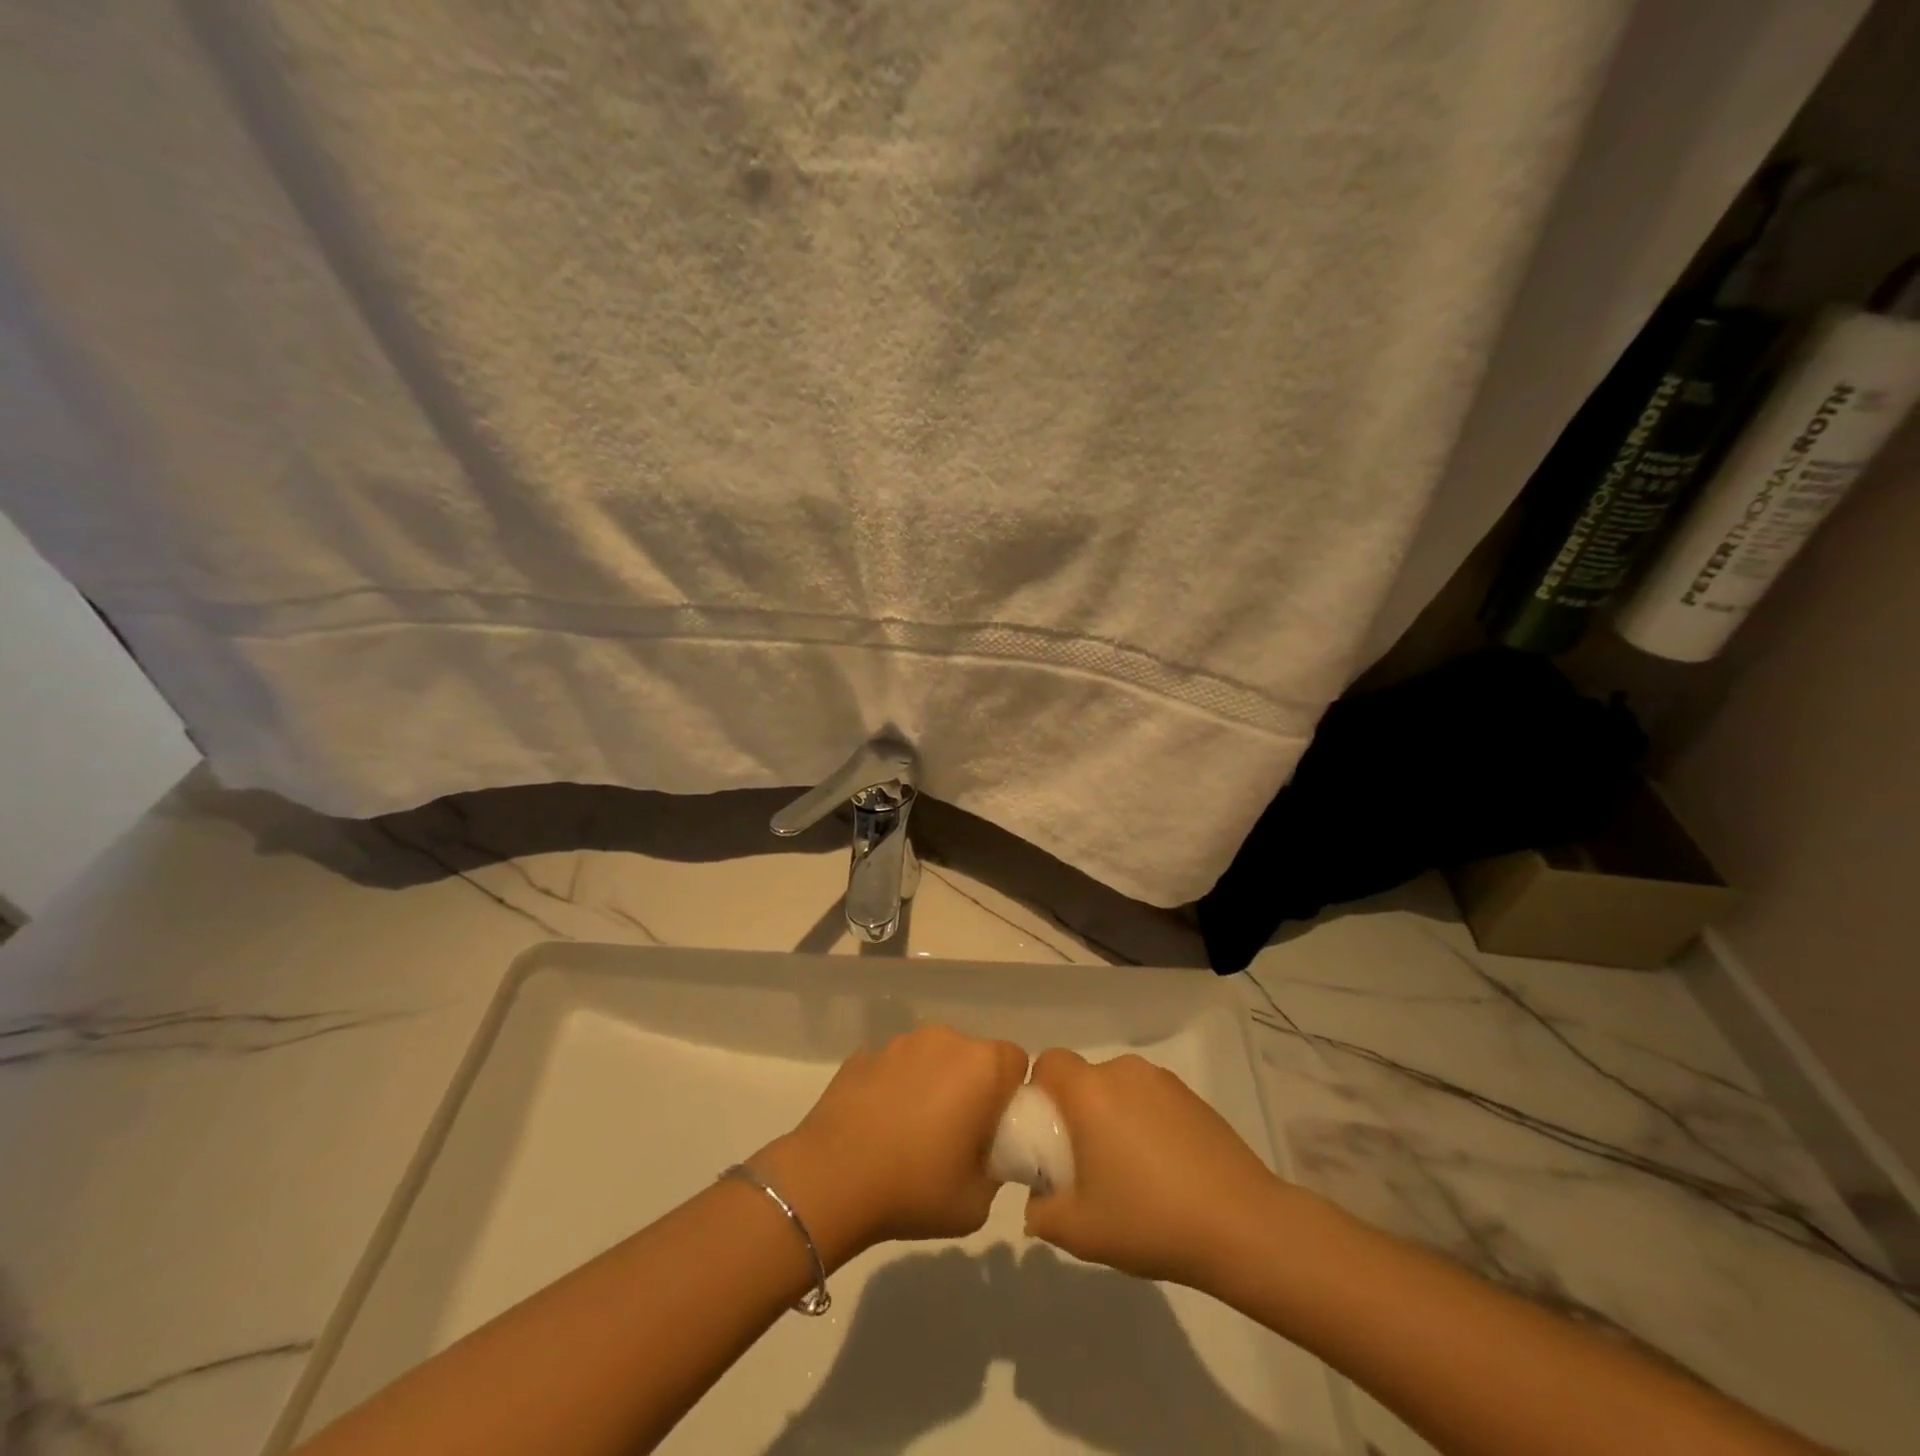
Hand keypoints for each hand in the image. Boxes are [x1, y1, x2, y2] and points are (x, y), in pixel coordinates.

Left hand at [752, 1025, 1027, 1268]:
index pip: (1016, 1061)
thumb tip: (989, 1155)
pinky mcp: (865, 1053)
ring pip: (933, 1057)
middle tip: (957, 1135)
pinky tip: (879, 1125)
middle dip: (972, 1087)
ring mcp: (900, 1042)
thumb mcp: (977, 1201)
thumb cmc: (915, 1188)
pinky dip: (896, 1087)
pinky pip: (895, 1066)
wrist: (831, 1178)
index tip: (996, 1129)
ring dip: (932, 1083)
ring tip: (912, 1132)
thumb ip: (997, 1169)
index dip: (1012, 1094)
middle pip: (973, 1056)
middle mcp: (945, 1040)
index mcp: (981, 1066)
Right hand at [1023, 1049, 1283, 1287]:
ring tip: (1129, 1173)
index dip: (1039, 1091)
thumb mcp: (1080, 1232)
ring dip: (1113, 1118)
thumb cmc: (1149, 1219)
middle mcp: (1123, 1071)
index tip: (1047, 1135)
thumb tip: (1038, 1201)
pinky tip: (1165, 1171)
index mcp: (1089, 1091)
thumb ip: (1042, 1213)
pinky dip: (1146, 1124)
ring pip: (1119, 1090)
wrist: (1242, 1225)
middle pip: (1084, 1079)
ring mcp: (1163, 1081)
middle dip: (1077, 1113)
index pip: (1048, 1062)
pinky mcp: (1193, 1098)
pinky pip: (1151, 1100)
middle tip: (1085, 1165)